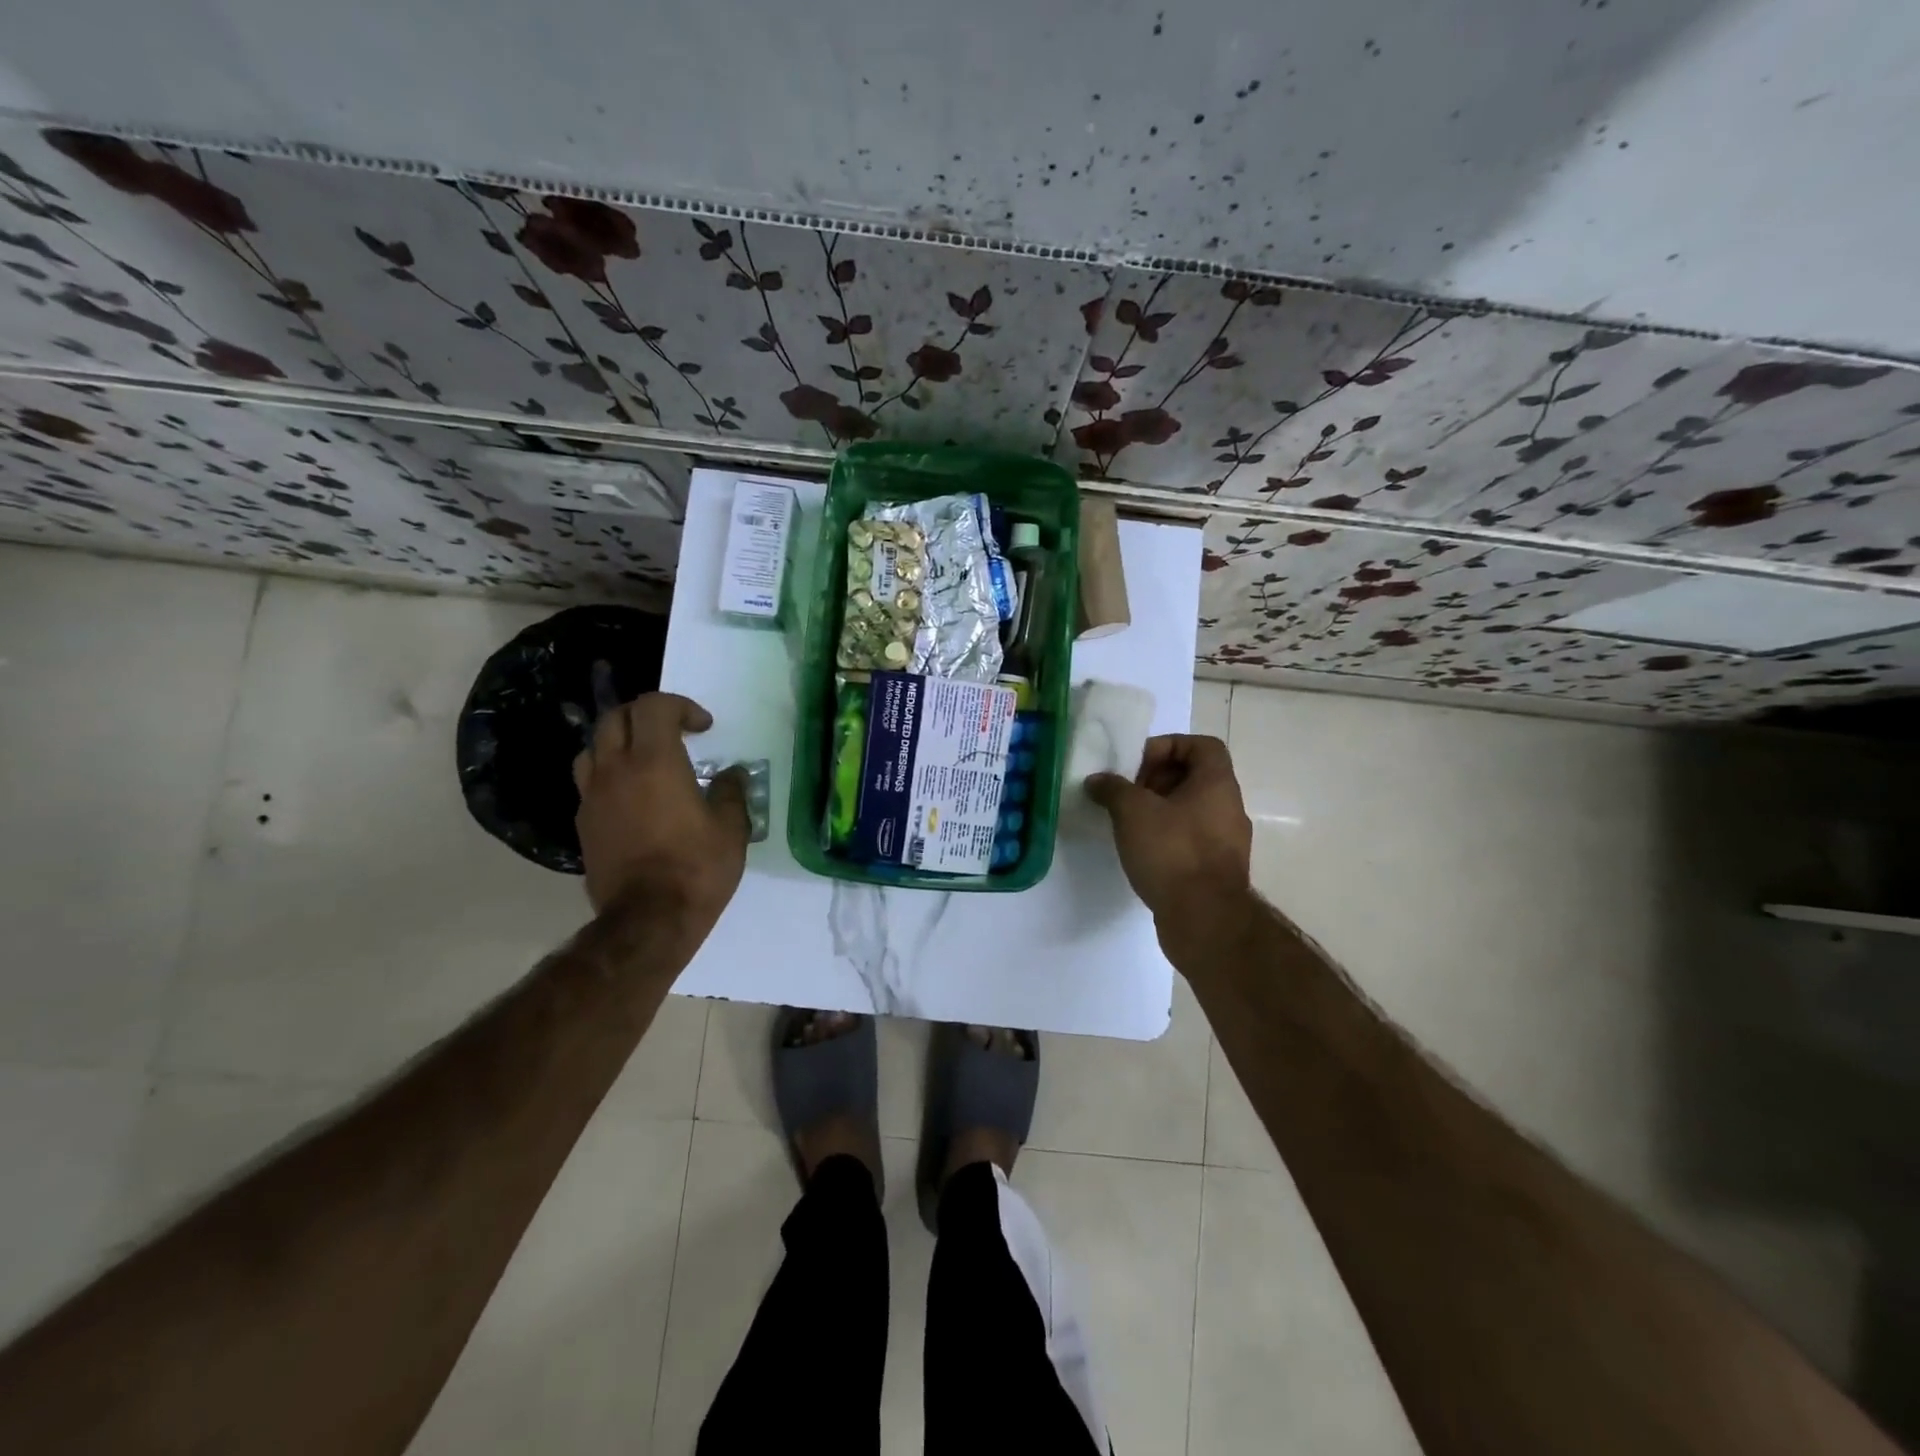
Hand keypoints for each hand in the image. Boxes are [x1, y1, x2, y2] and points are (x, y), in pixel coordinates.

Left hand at [573, 693, 749, 927]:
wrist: (647, 920)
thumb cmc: (696, 869)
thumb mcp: (731, 829)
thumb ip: (730, 792)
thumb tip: (730, 775)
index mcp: (655, 762)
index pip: (654, 706)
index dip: (681, 706)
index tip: (703, 728)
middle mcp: (616, 770)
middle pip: (616, 718)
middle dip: (645, 715)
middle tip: (673, 732)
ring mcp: (593, 797)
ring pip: (594, 747)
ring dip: (620, 742)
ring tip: (644, 760)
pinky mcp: (584, 823)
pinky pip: (590, 782)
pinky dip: (610, 774)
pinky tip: (632, 797)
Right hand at [1086, 734, 1252, 920]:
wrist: (1205, 919)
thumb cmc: (1173, 852)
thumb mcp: (1133, 811)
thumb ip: (1113, 788)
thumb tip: (1097, 780)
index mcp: (1218, 784)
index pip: (1203, 745)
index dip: (1169, 746)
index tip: (1139, 763)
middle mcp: (1229, 808)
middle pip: (1195, 777)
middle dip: (1157, 779)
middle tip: (1127, 793)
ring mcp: (1227, 841)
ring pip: (1191, 810)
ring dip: (1159, 810)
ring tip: (1128, 822)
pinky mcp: (1217, 870)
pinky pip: (1191, 839)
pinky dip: (1167, 837)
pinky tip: (1141, 851)